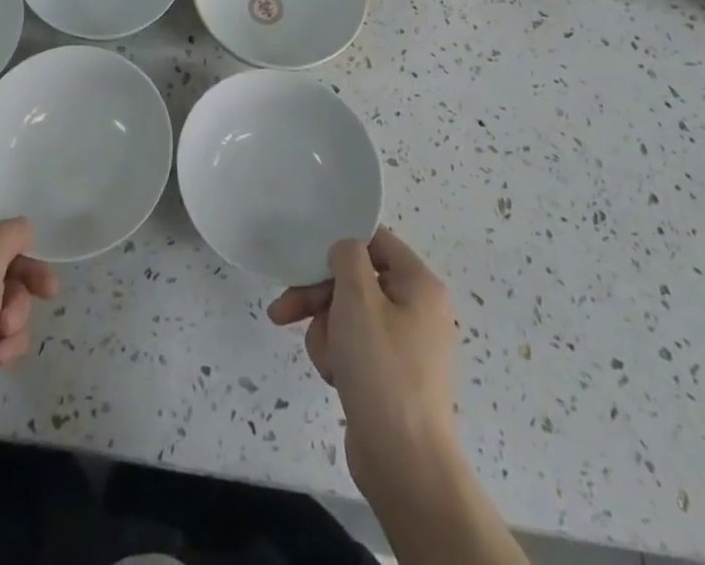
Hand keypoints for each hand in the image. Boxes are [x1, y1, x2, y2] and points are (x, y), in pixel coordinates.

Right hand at [267, 227, 458, 502]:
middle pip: (355, 281)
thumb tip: (344, 250)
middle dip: (319, 297)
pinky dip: (337, 356)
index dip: (340, 244)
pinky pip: (354, 347)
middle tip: (284, 310)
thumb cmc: (382, 369)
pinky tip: (334, 377)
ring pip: (347, 315)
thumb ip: (347, 256)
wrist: (404, 464)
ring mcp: (404, 345)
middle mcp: (417, 309)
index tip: (306, 258)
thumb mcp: (358, 297)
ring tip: (328, 360)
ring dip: (326, 331)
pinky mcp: (390, 375)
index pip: (375, 241)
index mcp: (420, 284)